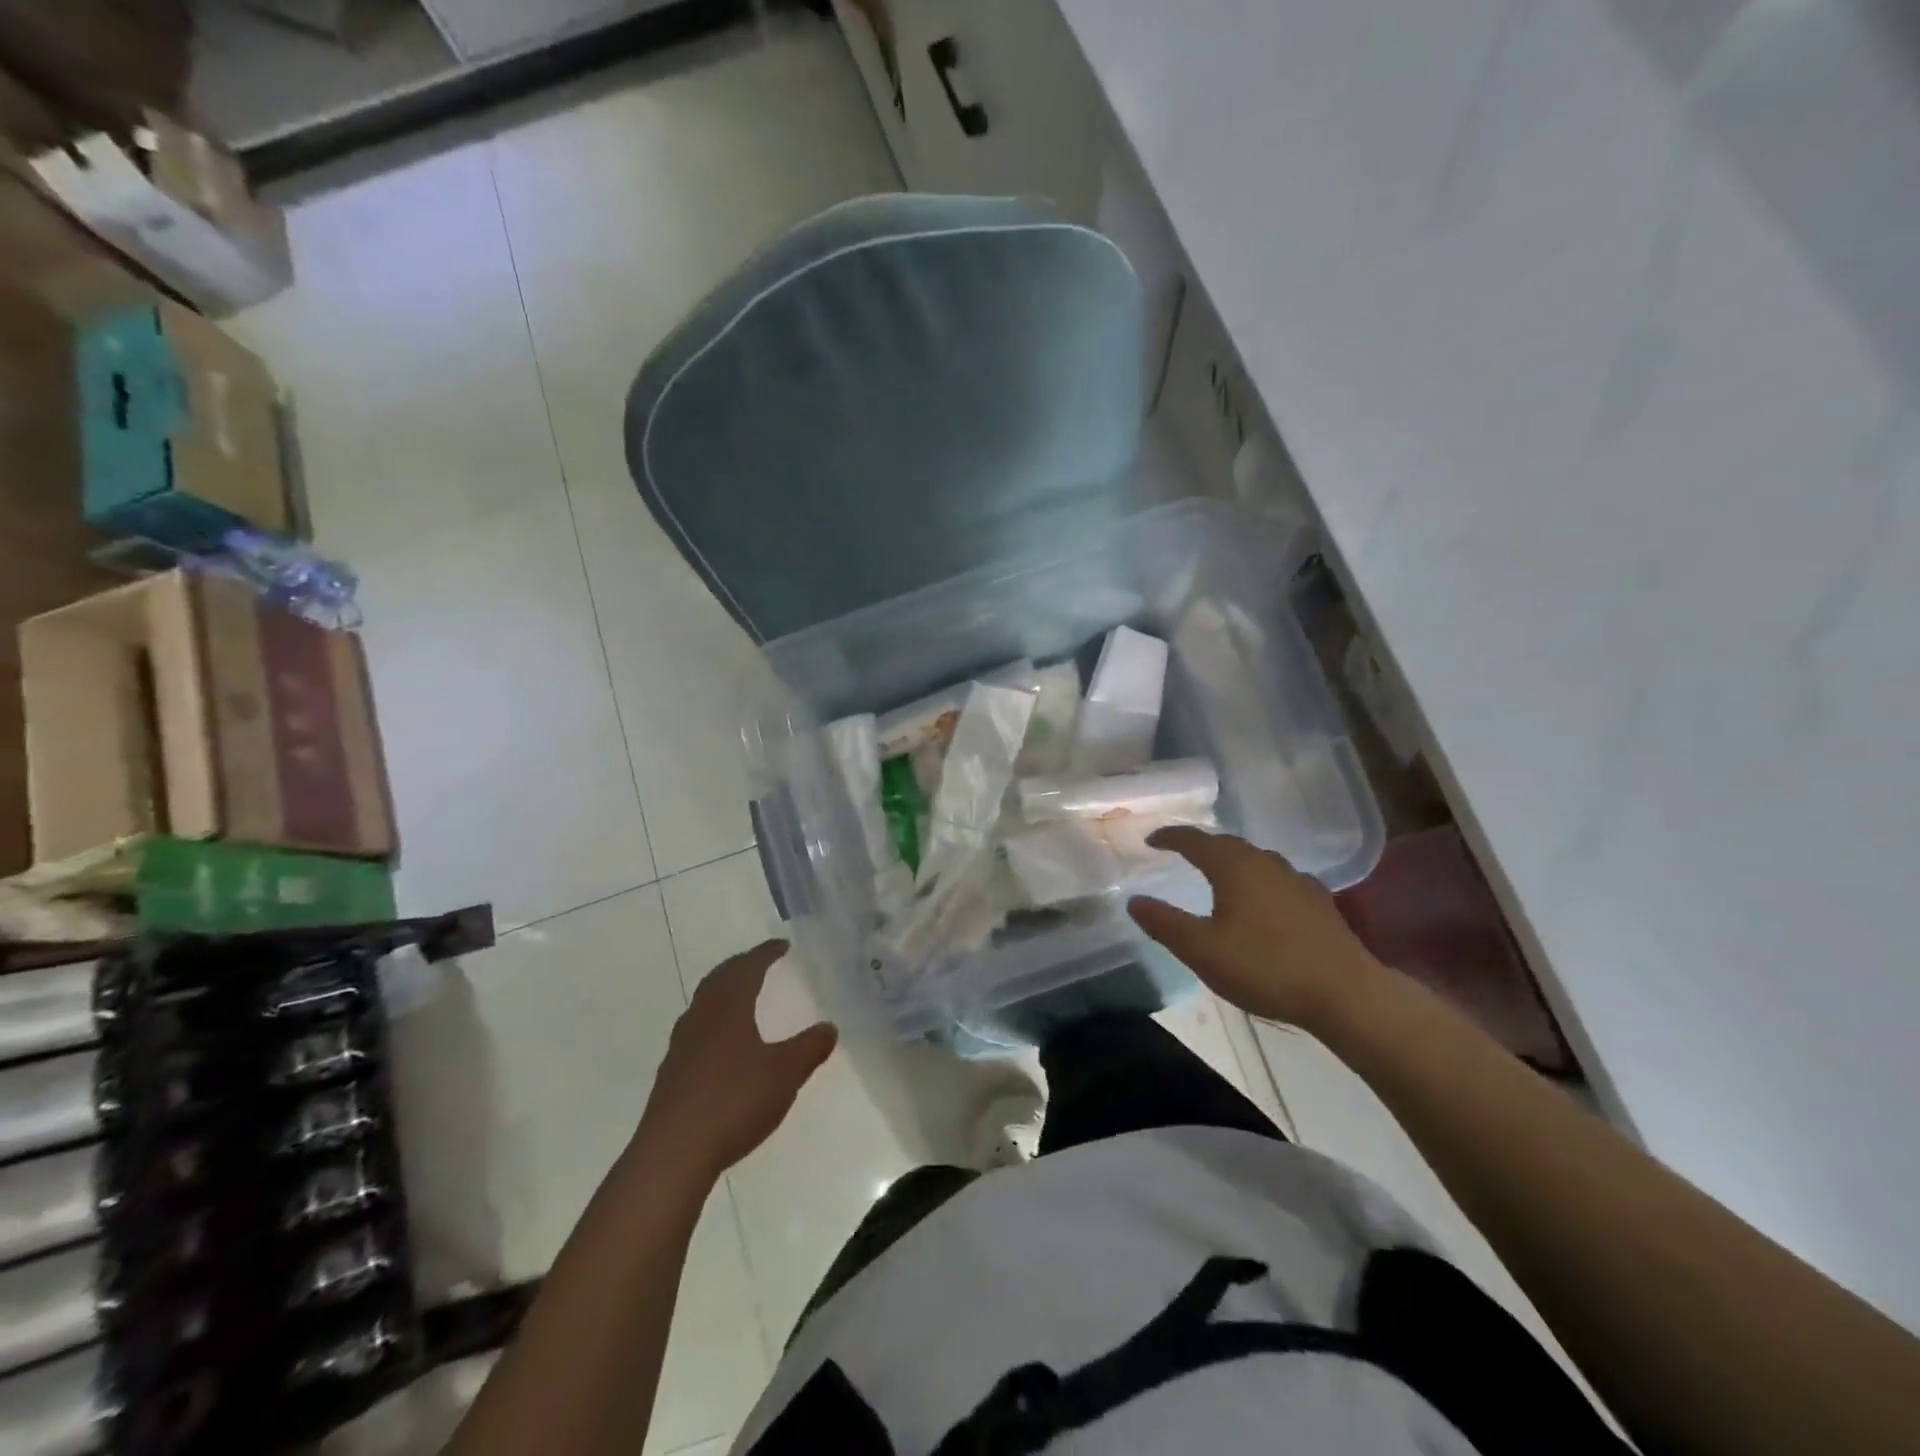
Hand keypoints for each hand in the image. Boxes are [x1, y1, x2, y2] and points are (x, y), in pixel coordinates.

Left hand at [639, 940, 837, 1180]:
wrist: (673, 1154)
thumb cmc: (733, 1101)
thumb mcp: (785, 1074)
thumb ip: (809, 1048)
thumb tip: (830, 1026)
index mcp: (728, 1008)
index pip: (747, 968)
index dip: (765, 953)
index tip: (782, 945)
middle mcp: (701, 1018)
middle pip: (719, 980)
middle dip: (741, 966)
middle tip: (760, 962)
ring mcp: (682, 1047)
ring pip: (704, 1004)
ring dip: (724, 992)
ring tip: (743, 996)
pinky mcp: (672, 1074)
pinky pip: (697, 1030)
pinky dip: (715, 1021)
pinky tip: (724, 1043)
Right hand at [1128, 827, 1386, 1030]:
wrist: (1345, 993)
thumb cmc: (1265, 967)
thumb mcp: (1202, 950)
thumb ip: (1164, 923)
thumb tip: (1134, 900)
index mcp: (1233, 867)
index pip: (1195, 840)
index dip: (1170, 837)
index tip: (1151, 840)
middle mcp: (1265, 863)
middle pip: (1227, 844)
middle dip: (1202, 845)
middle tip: (1182, 853)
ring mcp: (1297, 880)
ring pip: (1256, 860)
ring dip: (1232, 861)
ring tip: (1219, 874)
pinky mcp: (1319, 902)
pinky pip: (1278, 879)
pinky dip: (1259, 881)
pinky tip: (1264, 900)